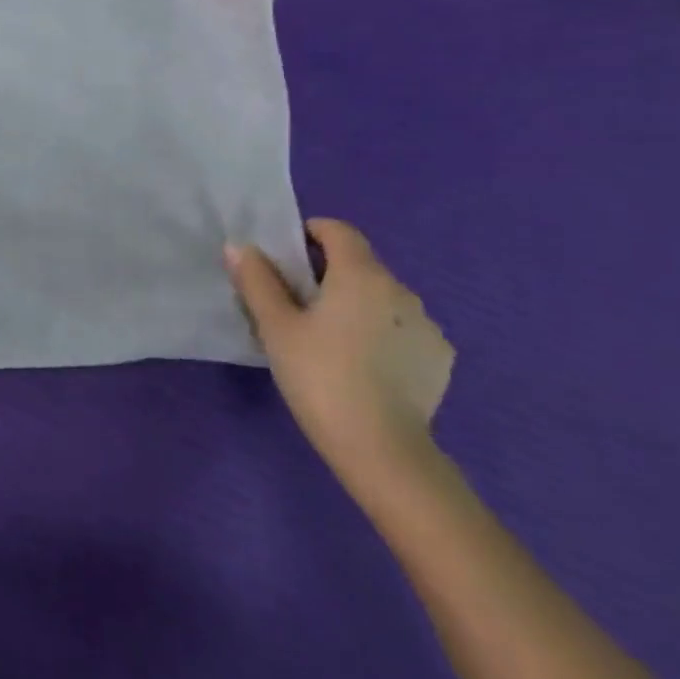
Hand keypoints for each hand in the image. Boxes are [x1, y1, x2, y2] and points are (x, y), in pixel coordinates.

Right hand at [225, 220, 452, 485]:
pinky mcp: (439, 358)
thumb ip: (257, 281)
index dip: (309, 234)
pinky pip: (402, 330)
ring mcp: (427, 326)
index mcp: (361, 275)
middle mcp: (402, 291)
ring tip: (328, 340)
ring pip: (382, 299)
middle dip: (328, 274)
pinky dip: (380, 334)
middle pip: (360, 265)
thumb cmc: (319, 376)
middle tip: (294, 305)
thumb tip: (240, 246)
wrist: (381, 447)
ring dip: (355, 305)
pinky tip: (362, 366)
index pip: (339, 231)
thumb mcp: (275, 327)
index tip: (284, 258)